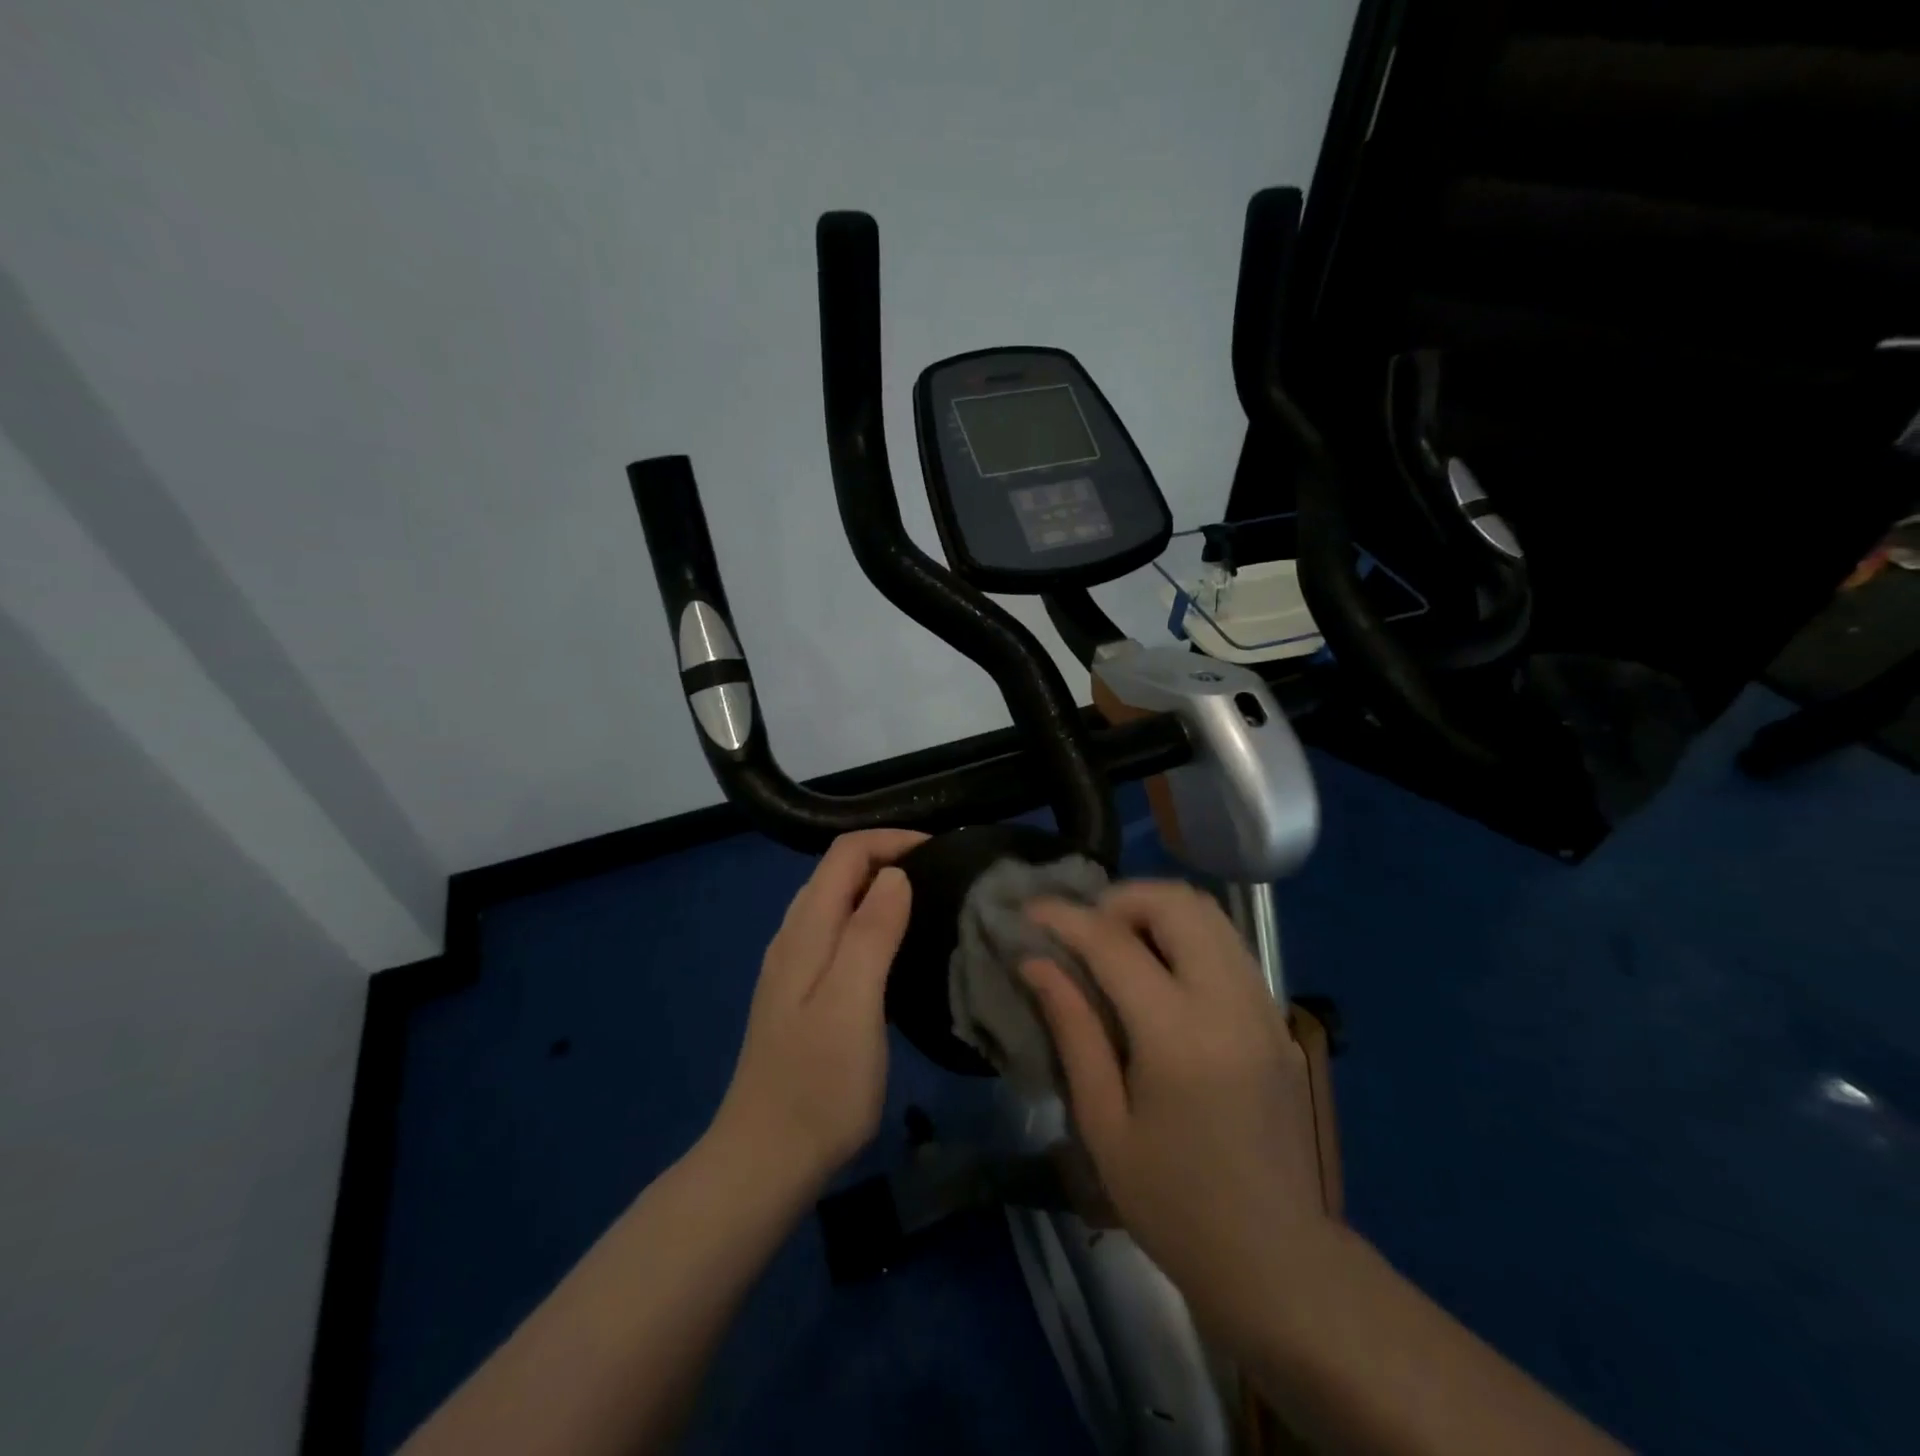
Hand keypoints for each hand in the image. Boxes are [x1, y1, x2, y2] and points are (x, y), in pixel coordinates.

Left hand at [712, 829, 923, 1191]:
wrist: (765, 1160)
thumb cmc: (819, 1084)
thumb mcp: (853, 1003)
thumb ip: (871, 933)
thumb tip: (895, 875)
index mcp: (806, 930)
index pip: (845, 853)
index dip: (892, 840)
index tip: (941, 852)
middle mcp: (793, 937)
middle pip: (838, 871)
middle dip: (888, 857)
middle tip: (942, 876)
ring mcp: (792, 967)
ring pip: (836, 900)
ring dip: (878, 887)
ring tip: (926, 902)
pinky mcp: (800, 994)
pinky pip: (836, 932)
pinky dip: (868, 918)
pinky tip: (893, 947)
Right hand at [1023, 881, 1328, 1335]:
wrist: (1277, 1260)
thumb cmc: (1173, 1204)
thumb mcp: (1104, 1123)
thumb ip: (1073, 1029)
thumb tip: (1035, 963)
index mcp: (1179, 1036)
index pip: (1115, 943)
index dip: (1066, 917)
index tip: (1030, 910)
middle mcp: (1230, 1003)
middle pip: (1178, 904)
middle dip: (1121, 899)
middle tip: (1083, 929)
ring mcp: (1264, 1007)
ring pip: (1211, 914)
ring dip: (1156, 911)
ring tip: (1117, 943)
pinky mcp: (1279, 1020)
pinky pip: (1230, 946)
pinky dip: (1187, 935)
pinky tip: (1160, 973)